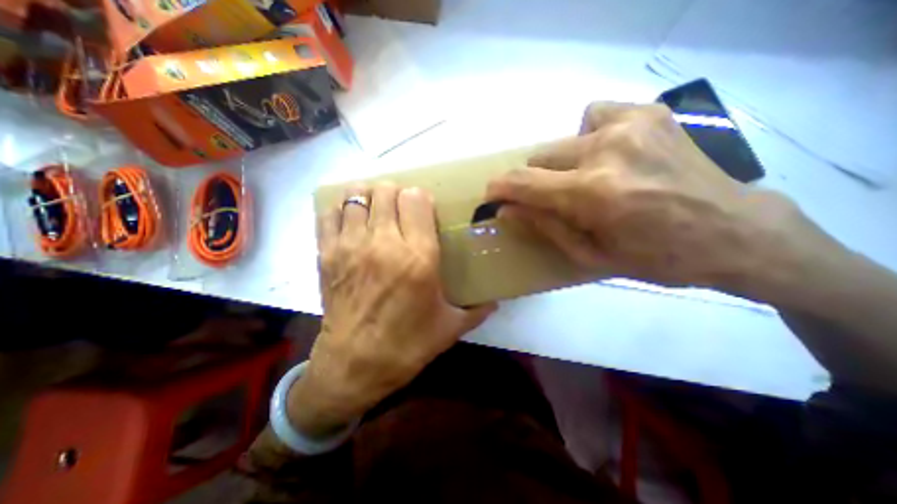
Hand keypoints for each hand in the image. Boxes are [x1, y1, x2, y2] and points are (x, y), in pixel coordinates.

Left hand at [289, 183, 493, 437]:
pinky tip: (351, 219)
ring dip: (369, 197)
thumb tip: (495, 302)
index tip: (423, 210)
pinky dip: (340, 208)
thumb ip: (477, 310)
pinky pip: (329, 213)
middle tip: (401, 210)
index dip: (420, 198)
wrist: (355, 365)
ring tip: (376, 211)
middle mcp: (384, 243)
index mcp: (419, 257)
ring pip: (357, 195)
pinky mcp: (327, 254)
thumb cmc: (407, 345)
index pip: (416, 199)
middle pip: (386, 190)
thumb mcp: (450, 328)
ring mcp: (351, 245)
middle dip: (396, 194)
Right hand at [485, 102, 817, 290]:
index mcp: (593, 193)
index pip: (524, 182)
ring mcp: (630, 124)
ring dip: (561, 164)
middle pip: (539, 157)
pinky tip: (608, 155)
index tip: (491, 195)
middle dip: (535, 181)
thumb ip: (543, 227)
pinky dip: (587, 136)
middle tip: (551, 200)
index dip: (500, 188)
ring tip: (586, 181)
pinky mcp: (649, 112)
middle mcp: (606, 150)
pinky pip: (593, 116)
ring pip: (561, 140)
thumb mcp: (590, 255)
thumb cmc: (656, 257)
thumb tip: (505, 210)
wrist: (735, 232)